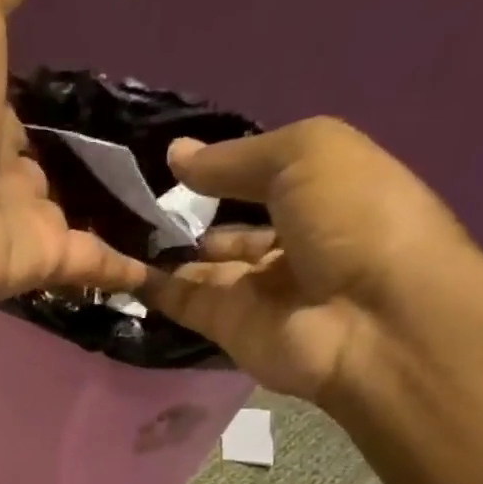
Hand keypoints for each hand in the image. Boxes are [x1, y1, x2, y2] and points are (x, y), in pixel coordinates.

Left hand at [0, 0, 148, 309]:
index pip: (18, 116)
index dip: (46, 109)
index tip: (90, 103)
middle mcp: (1, 177)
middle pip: (50, 173)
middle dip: (84, 171)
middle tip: (143, 162)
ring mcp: (24, 225)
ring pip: (78, 222)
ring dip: (114, 220)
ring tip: (170, 210)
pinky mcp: (46, 263)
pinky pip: (94, 266)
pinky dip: (127, 270)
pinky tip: (165, 266)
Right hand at [141, 118, 474, 398]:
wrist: (372, 319)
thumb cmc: (354, 217)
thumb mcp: (305, 155)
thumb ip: (235, 158)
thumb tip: (175, 155)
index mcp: (323, 196)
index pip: (262, 181)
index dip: (221, 170)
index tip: (167, 161)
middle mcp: (290, 245)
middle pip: (228, 230)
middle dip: (186, 216)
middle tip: (129, 197)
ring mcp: (257, 292)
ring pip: (200, 268)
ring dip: (161, 250)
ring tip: (110, 224)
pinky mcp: (228, 329)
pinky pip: (183, 302)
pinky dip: (150, 287)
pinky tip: (113, 264)